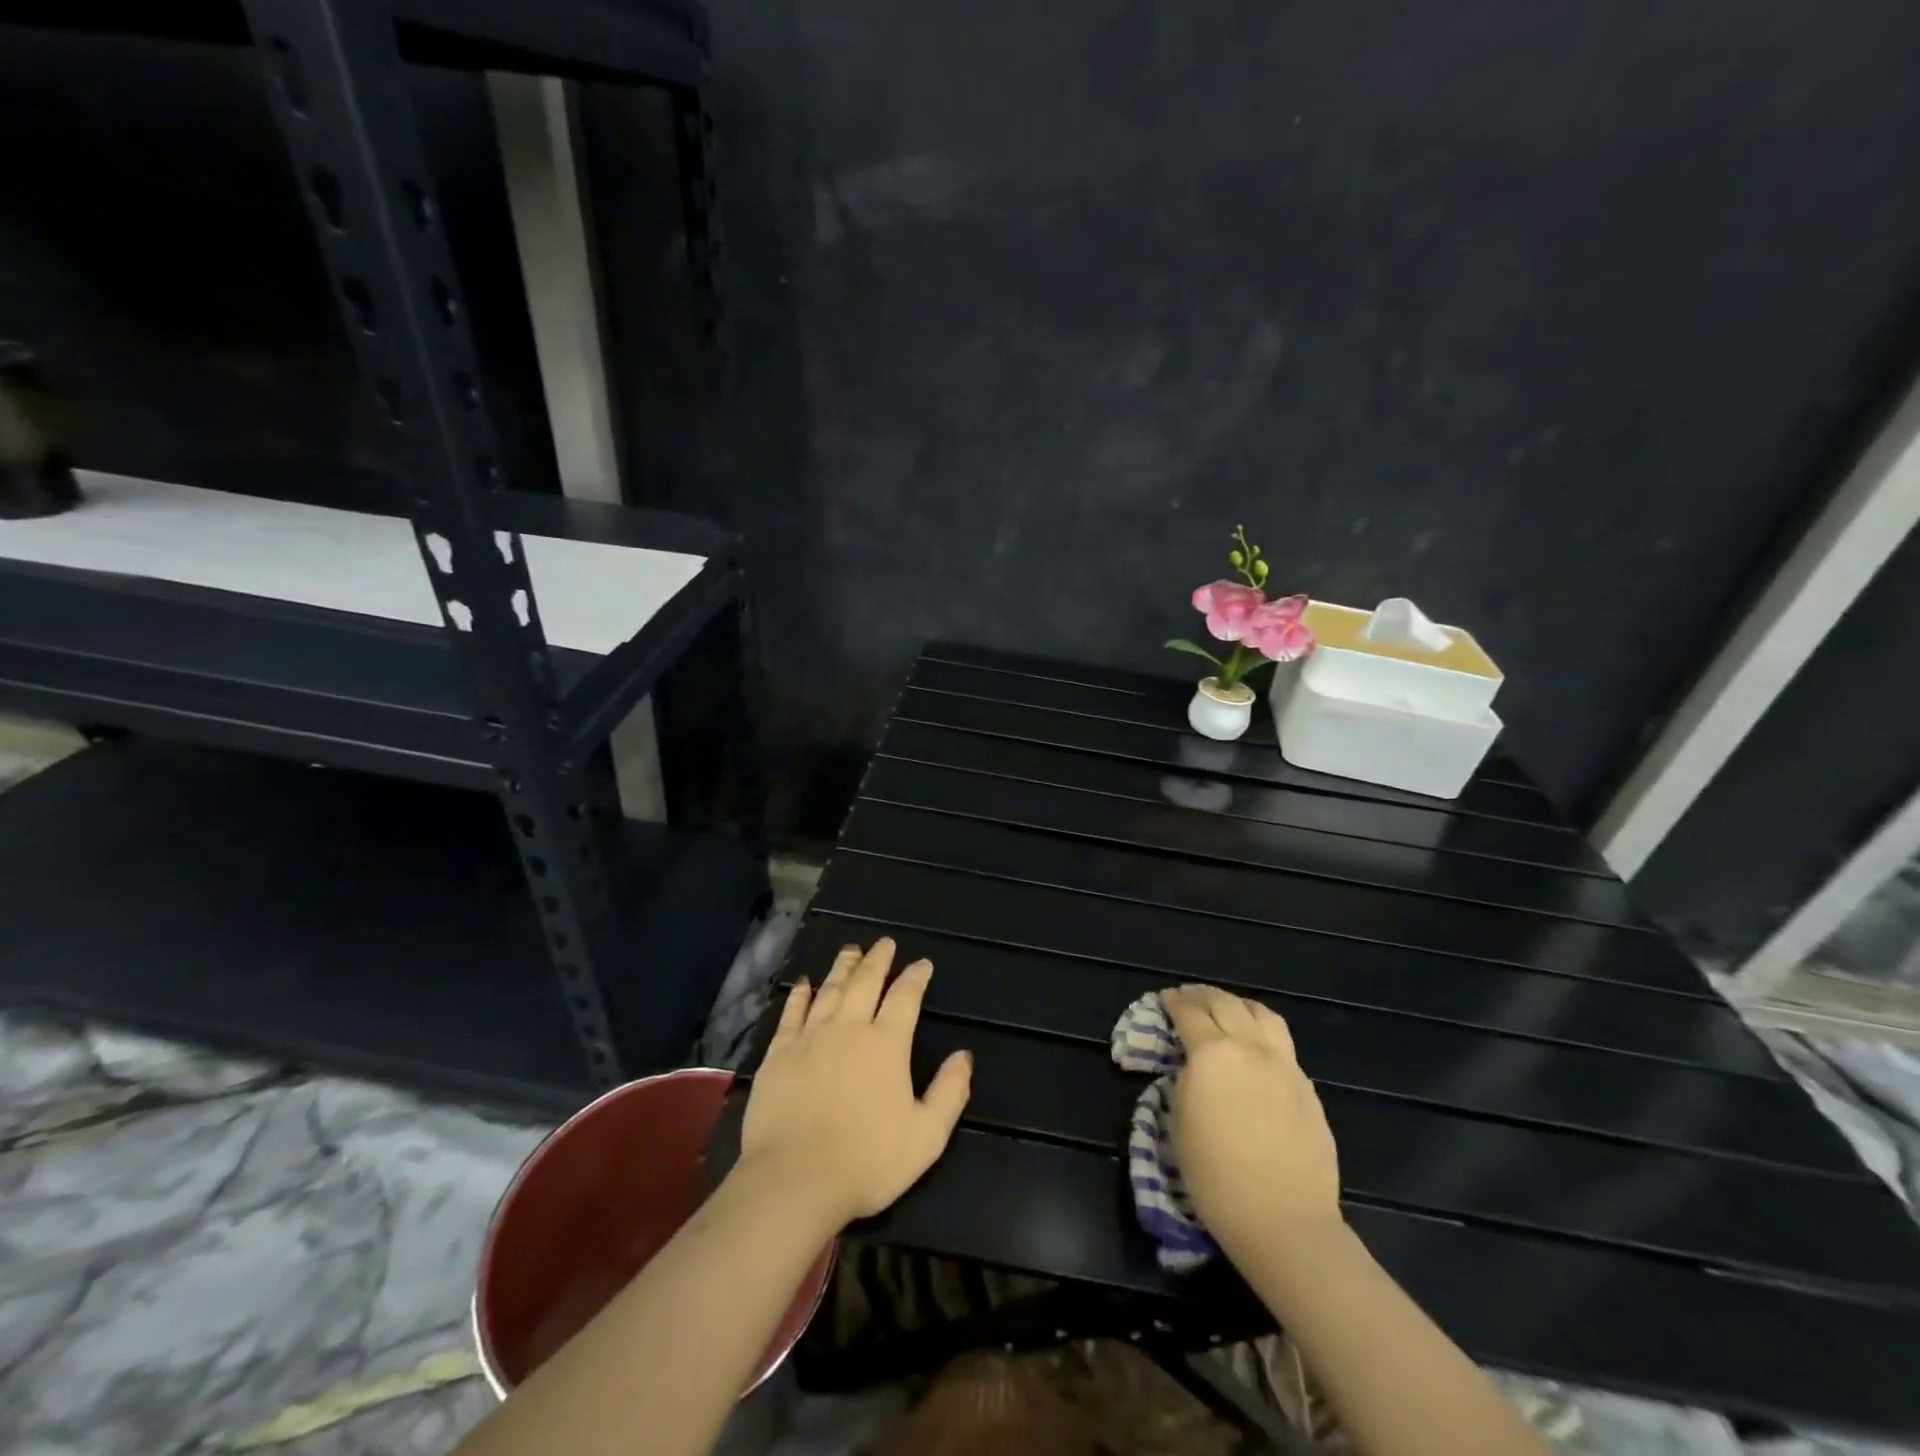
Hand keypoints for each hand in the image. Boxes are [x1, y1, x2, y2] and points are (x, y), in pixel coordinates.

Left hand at [739, 938, 971, 1229]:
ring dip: (843, 967)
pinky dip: (800, 995)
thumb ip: (949, 1092)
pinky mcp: (779, 1053)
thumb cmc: (867, 1161)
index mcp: (887, 1043)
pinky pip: (792, 1013)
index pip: (905, 997)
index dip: (915, 977)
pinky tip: (804, 984)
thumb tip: (964, 1056)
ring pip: (830, 990)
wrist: (794, 1179)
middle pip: (866, 982)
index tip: (922, 964)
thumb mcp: (926, 1135)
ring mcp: (810, 1037)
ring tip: (851, 950)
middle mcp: (849, 1028)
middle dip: (878, 960)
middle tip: (884, 942)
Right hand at [1163, 985, 1341, 1256]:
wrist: (1284, 1222)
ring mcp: (1284, 1065)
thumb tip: (1193, 1068)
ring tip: (1227, 1008)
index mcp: (1212, 1054)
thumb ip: (1184, 1083)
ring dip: (1238, 1004)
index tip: (1164, 998)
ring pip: (1262, 1014)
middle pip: (1225, 1004)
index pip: (1188, 1014)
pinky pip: (1282, 1044)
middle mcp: (1250, 1048)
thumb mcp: (1178, 1125)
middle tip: (1188, 996)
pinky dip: (1262, 1032)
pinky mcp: (1307, 1087)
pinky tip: (1256, 1047)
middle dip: (1202, 995)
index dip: (1173, 1002)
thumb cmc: (1217, 1178)